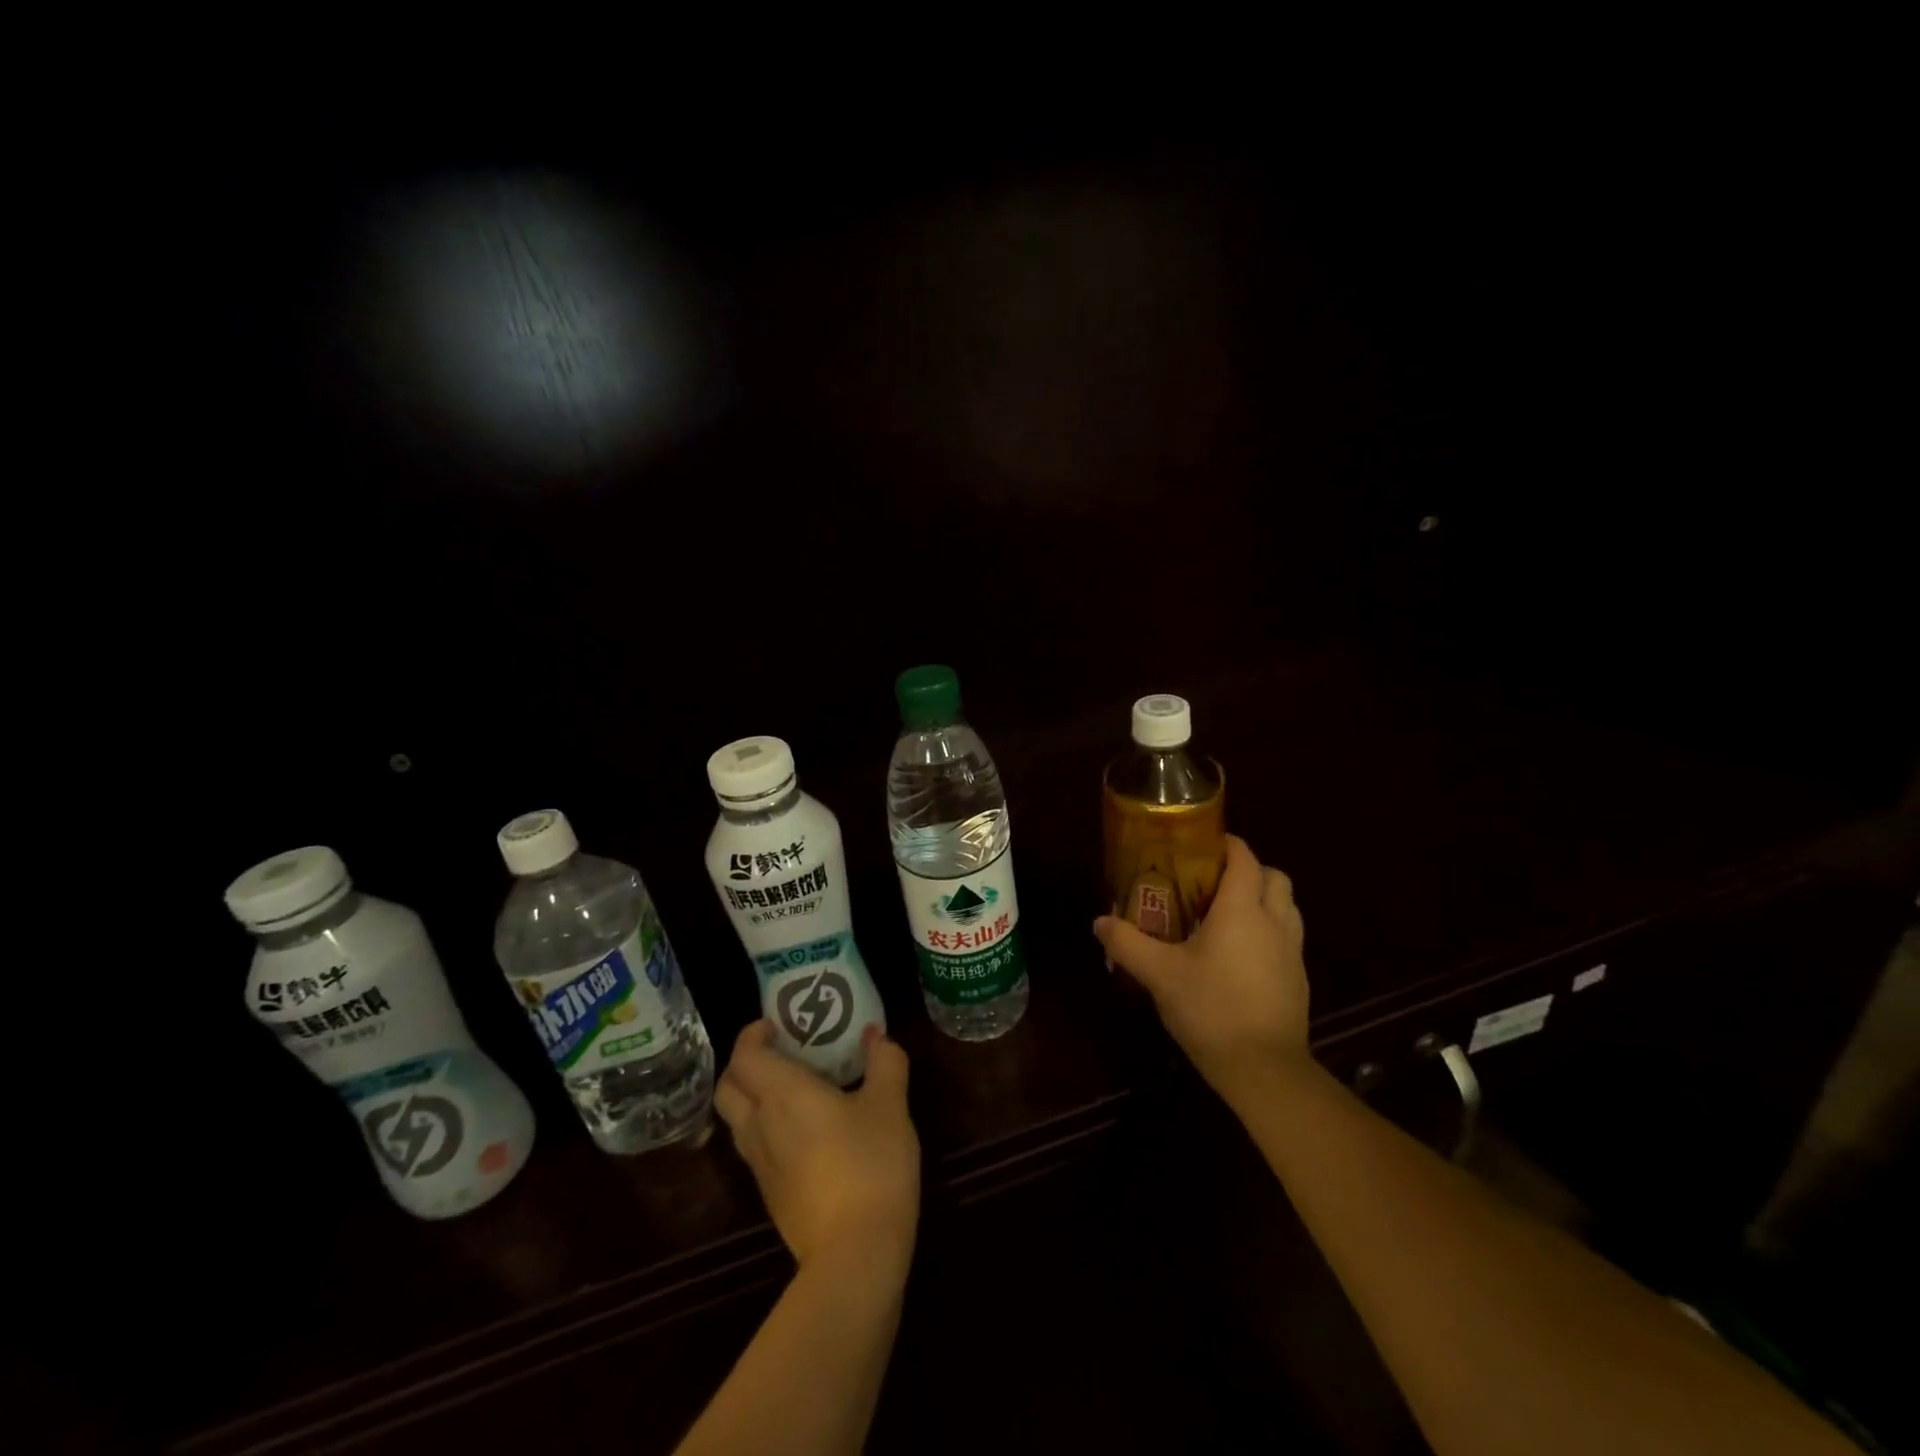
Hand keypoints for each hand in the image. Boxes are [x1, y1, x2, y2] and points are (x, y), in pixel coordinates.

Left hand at [714, 1021, 920, 1275]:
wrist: (855, 1254)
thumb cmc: (870, 1164)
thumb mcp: (890, 1105)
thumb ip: (885, 1062)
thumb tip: (876, 1034)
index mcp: (782, 1094)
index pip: (744, 1055)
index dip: (752, 1034)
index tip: (776, 1024)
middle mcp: (760, 1125)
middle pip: (727, 1087)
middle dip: (744, 1064)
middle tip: (779, 1052)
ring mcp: (760, 1165)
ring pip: (736, 1120)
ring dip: (752, 1097)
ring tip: (791, 1088)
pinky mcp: (770, 1195)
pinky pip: (753, 1147)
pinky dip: (765, 1127)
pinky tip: (802, 1131)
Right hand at [1093, 834, 1309, 1097]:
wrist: (1265, 1070)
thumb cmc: (1211, 1009)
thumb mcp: (1159, 975)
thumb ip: (1127, 943)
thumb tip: (1099, 921)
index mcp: (1242, 910)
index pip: (1244, 858)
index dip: (1227, 844)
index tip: (1201, 844)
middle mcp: (1274, 922)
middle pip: (1274, 876)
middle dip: (1248, 870)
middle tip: (1213, 882)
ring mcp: (1292, 952)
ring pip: (1287, 907)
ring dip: (1264, 900)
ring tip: (1227, 916)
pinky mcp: (1298, 980)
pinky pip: (1288, 938)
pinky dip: (1269, 932)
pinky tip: (1240, 956)